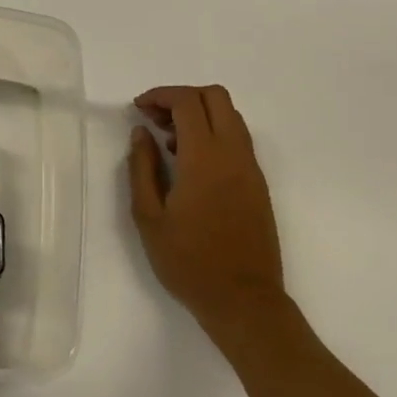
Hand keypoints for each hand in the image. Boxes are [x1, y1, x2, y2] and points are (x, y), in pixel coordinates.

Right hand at [127, 85, 288, 351]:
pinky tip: (188, 163)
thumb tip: (141, 133)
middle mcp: (234, 155)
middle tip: (154, 119)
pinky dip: (212, 133)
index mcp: (205, 159)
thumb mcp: (148, 216)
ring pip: (230, 116)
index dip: (160, 95)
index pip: (188, 102)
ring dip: (198, 114)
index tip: (138, 109)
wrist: (243, 301)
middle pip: (216, 97)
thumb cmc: (188, 261)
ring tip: (167, 141)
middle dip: (182, 97)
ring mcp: (251, 169)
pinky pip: (237, 139)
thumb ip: (142, 167)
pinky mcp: (258, 184)